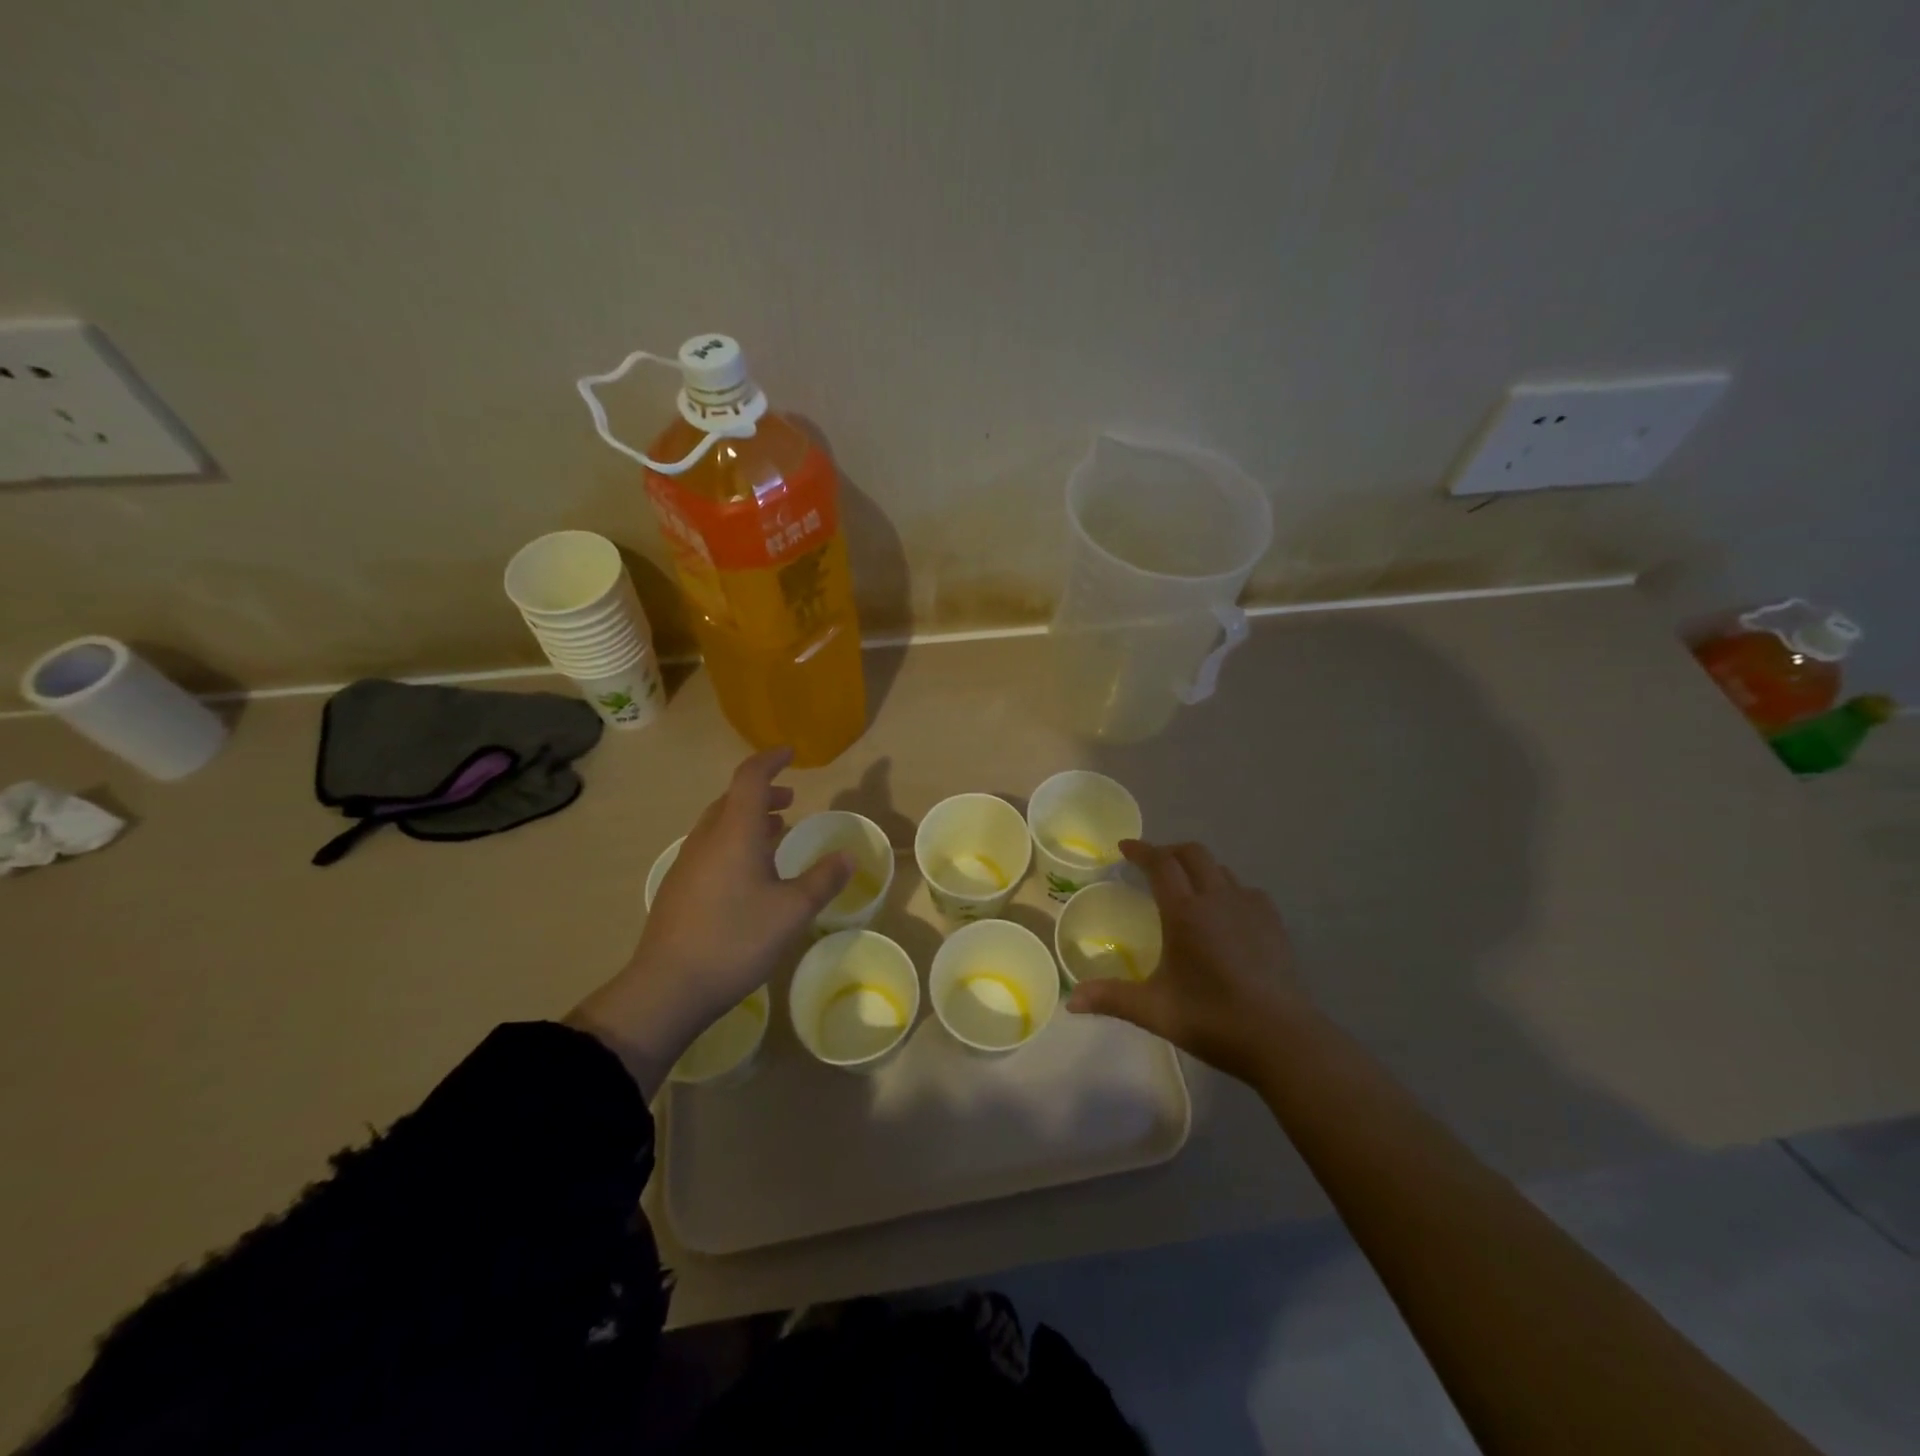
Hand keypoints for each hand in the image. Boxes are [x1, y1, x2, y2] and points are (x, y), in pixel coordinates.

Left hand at [567, 748, 850, 1094]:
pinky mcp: (679, 887)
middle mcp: (707, 839)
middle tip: (791, 801)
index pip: (751, 778)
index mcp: (734, 833)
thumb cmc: (735, 939)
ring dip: (748, 819)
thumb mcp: (792, 911)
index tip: (791, 753)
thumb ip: (822, 880)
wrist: (668, 986)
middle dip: (763, 793)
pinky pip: (711, 847)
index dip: (771, 760)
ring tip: (775, 832)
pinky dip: (735, 841)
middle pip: (732, 799)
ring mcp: (688, 863)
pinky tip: (749, 873)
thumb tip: (848, 856)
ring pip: (719, 824)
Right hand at [1065, 839, 1312, 1083]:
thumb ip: (1111, 998)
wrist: (1282, 1038)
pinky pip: (1246, 890)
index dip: (1141, 850)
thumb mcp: (1155, 1010)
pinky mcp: (1274, 924)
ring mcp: (1251, 909)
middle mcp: (1218, 899)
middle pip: (1193, 854)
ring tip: (1186, 888)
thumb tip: (1070, 1001)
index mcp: (1185, 912)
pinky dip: (1227, 888)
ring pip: (1221, 870)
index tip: (1124, 847)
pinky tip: (1225, 912)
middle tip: (1152, 864)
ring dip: (1199, 868)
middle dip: (1169, 851)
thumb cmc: (1213, 1019)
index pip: (1160, 864)